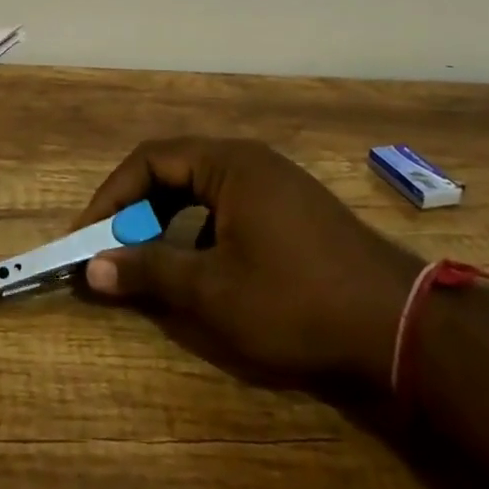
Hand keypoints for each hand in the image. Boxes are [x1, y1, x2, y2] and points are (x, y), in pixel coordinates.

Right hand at [74, 137, 420, 387]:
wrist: (402, 327)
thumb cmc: (297, 301)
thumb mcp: (213, 291)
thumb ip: (149, 272)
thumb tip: (92, 268)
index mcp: (228, 163)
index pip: (149, 160)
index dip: (111, 197)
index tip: (86, 236)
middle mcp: (250, 161)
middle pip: (174, 170)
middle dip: (136, 210)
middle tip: (113, 250)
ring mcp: (276, 183)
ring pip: (201, 191)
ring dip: (167, 222)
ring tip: (151, 263)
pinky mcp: (293, 210)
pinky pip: (229, 206)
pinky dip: (201, 232)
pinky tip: (203, 271)